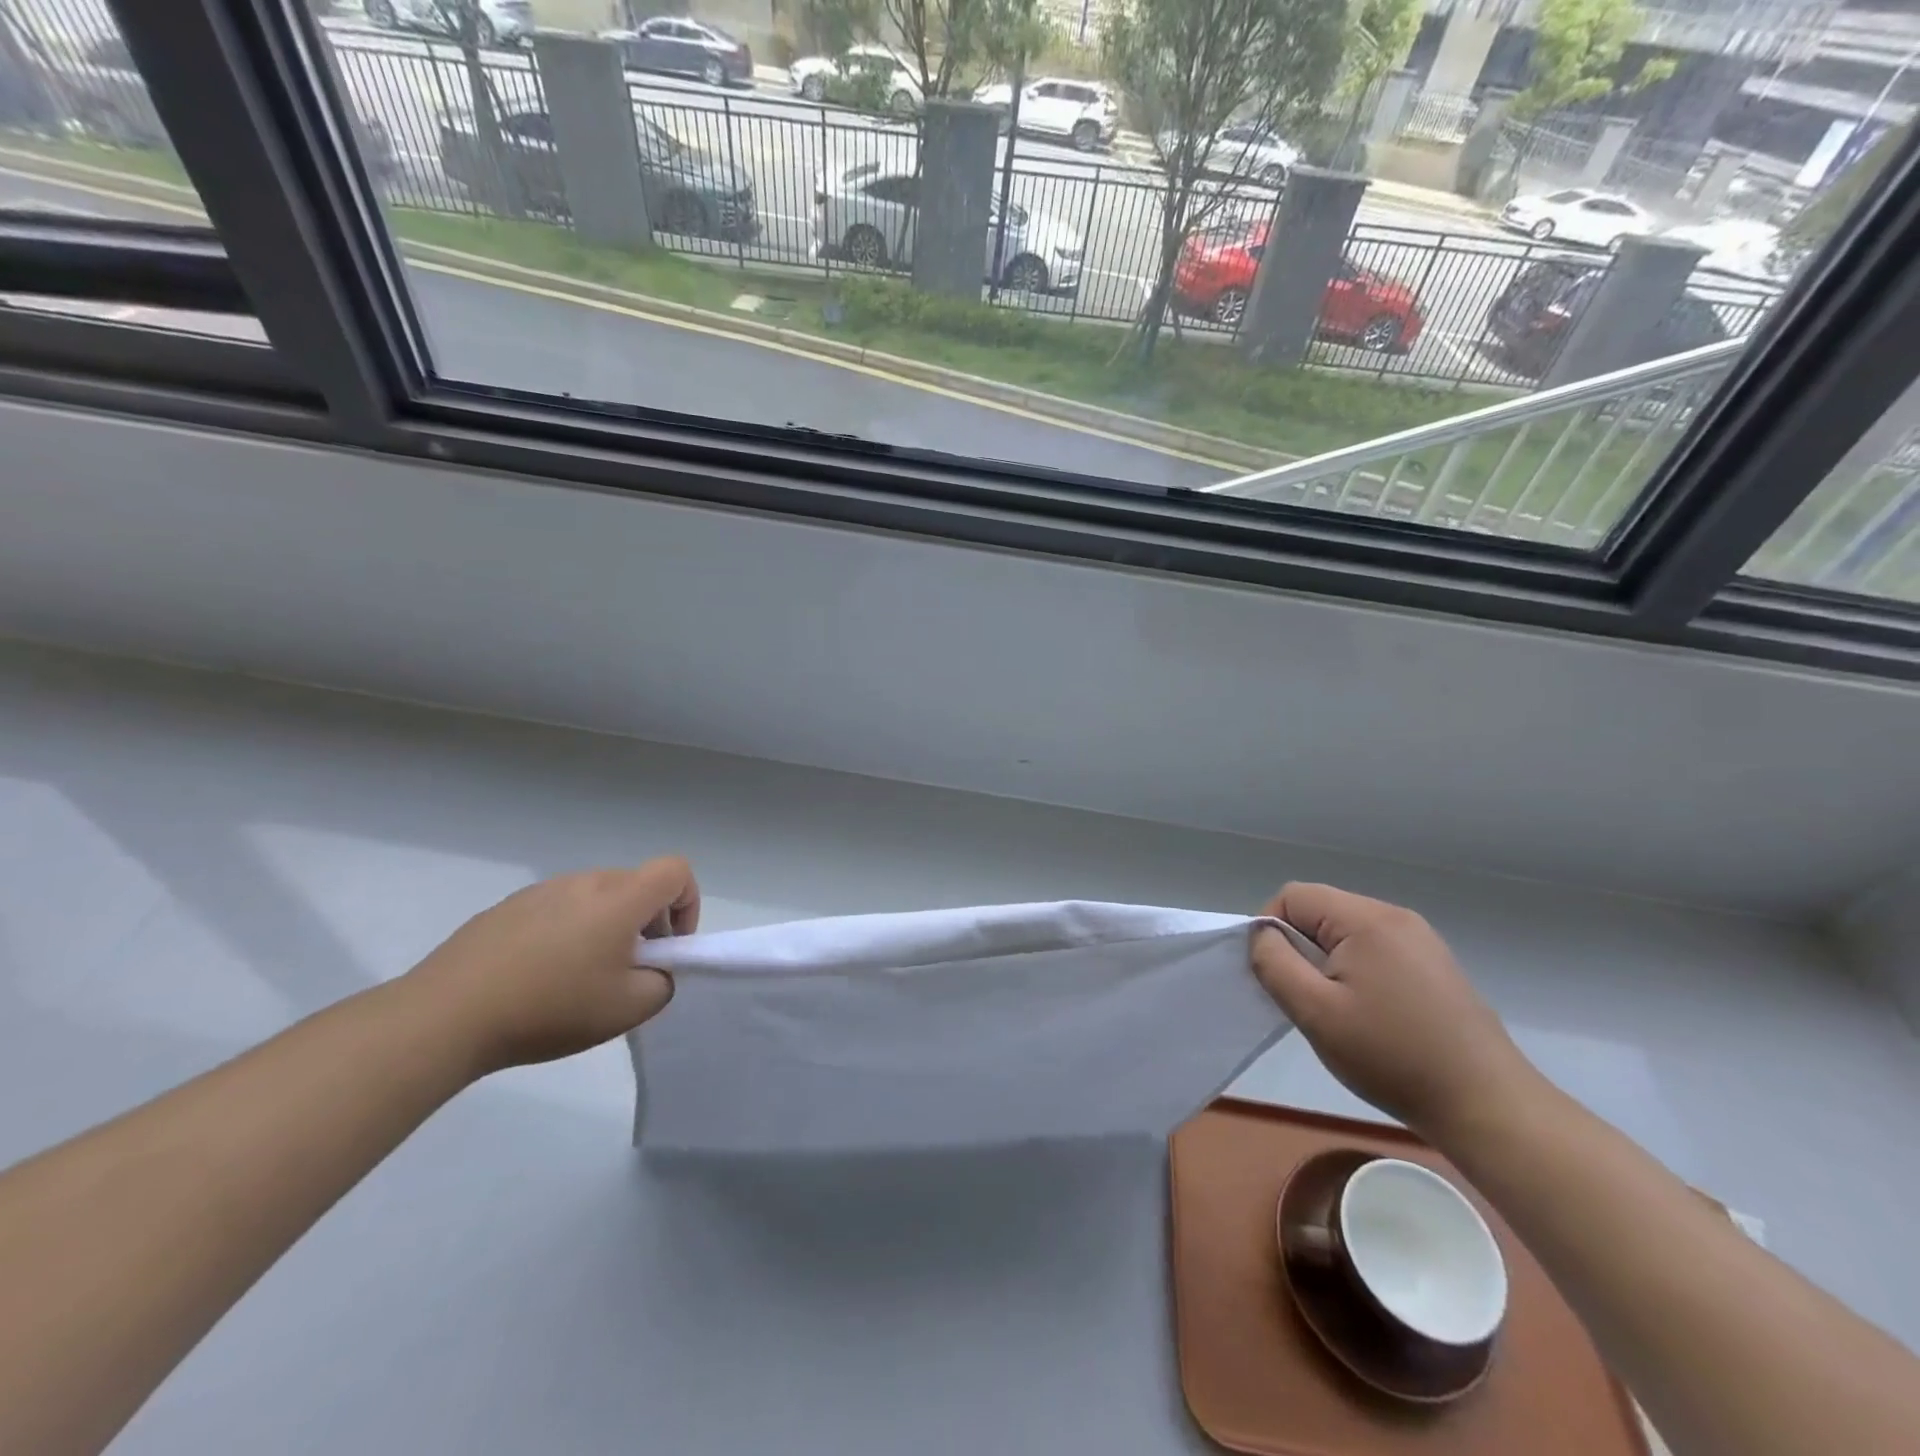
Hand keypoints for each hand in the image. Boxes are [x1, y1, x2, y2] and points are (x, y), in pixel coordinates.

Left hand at [404, 857, 698, 1075]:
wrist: (445, 1016)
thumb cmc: (550, 1007)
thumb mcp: (629, 1009)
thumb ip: (662, 983)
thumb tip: (653, 970)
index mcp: (620, 898)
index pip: (676, 871)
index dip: (687, 904)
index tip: (669, 947)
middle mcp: (585, 882)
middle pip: (636, 885)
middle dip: (647, 922)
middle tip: (627, 971)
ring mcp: (542, 891)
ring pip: (596, 898)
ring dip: (605, 928)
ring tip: (578, 978)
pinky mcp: (506, 908)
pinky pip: (556, 909)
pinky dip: (565, 933)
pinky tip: (537, 978)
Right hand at [1251, 883, 1538, 1141]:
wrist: (1486, 1105)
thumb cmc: (1390, 1055)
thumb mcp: (1314, 1011)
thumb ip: (1274, 963)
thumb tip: (1263, 935)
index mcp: (1367, 919)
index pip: (1293, 896)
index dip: (1272, 929)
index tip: (1279, 976)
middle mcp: (1396, 916)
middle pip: (1321, 910)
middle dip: (1301, 948)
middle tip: (1309, 999)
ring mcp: (1421, 940)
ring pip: (1347, 932)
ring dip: (1328, 962)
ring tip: (1339, 1011)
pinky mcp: (1435, 965)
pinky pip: (1376, 950)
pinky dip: (1357, 972)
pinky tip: (1372, 1014)